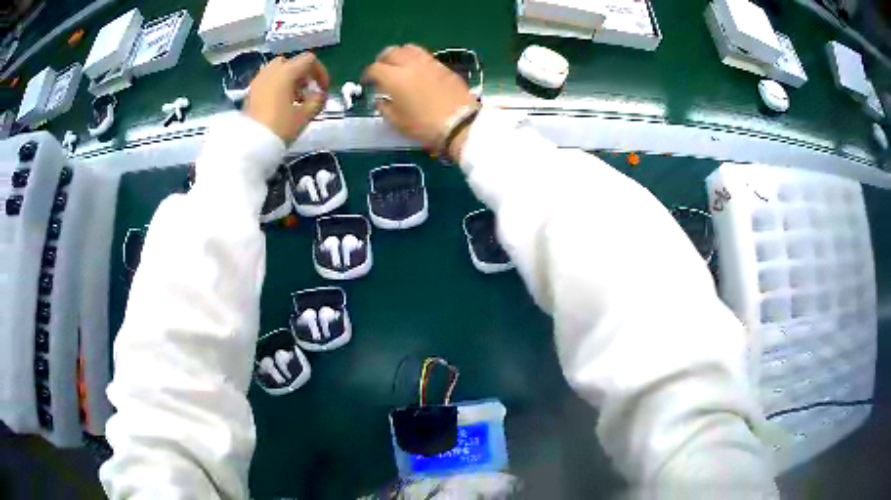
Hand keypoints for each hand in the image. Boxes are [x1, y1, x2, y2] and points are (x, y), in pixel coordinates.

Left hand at [245, 53, 329, 142]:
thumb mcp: (305, 116)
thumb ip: (317, 101)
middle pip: (291, 63)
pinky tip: (280, 105)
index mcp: (286, 72)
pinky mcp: (250, 93)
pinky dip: (276, 87)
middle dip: (302, 74)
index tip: (323, 89)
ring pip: (277, 71)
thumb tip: (320, 94)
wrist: (250, 145)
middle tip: (307, 91)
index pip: (308, 60)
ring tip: (294, 99)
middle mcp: (270, 71)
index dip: (320, 72)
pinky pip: (267, 82)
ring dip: (289, 80)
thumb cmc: (280, 128)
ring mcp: (258, 81)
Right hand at [363, 45, 475, 157]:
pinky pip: (425, 56)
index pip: (375, 68)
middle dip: (382, 59)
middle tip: (381, 70)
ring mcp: (428, 63)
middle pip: (391, 52)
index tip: (367, 82)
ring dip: (400, 54)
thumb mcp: (398, 122)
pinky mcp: (443, 66)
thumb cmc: (424, 126)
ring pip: (409, 48)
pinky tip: (417, 71)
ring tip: (399, 65)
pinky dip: (416, 59)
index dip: (368, 75)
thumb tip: (381, 100)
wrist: (460, 123)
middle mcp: (410, 64)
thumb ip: (385, 108)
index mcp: (394, 77)